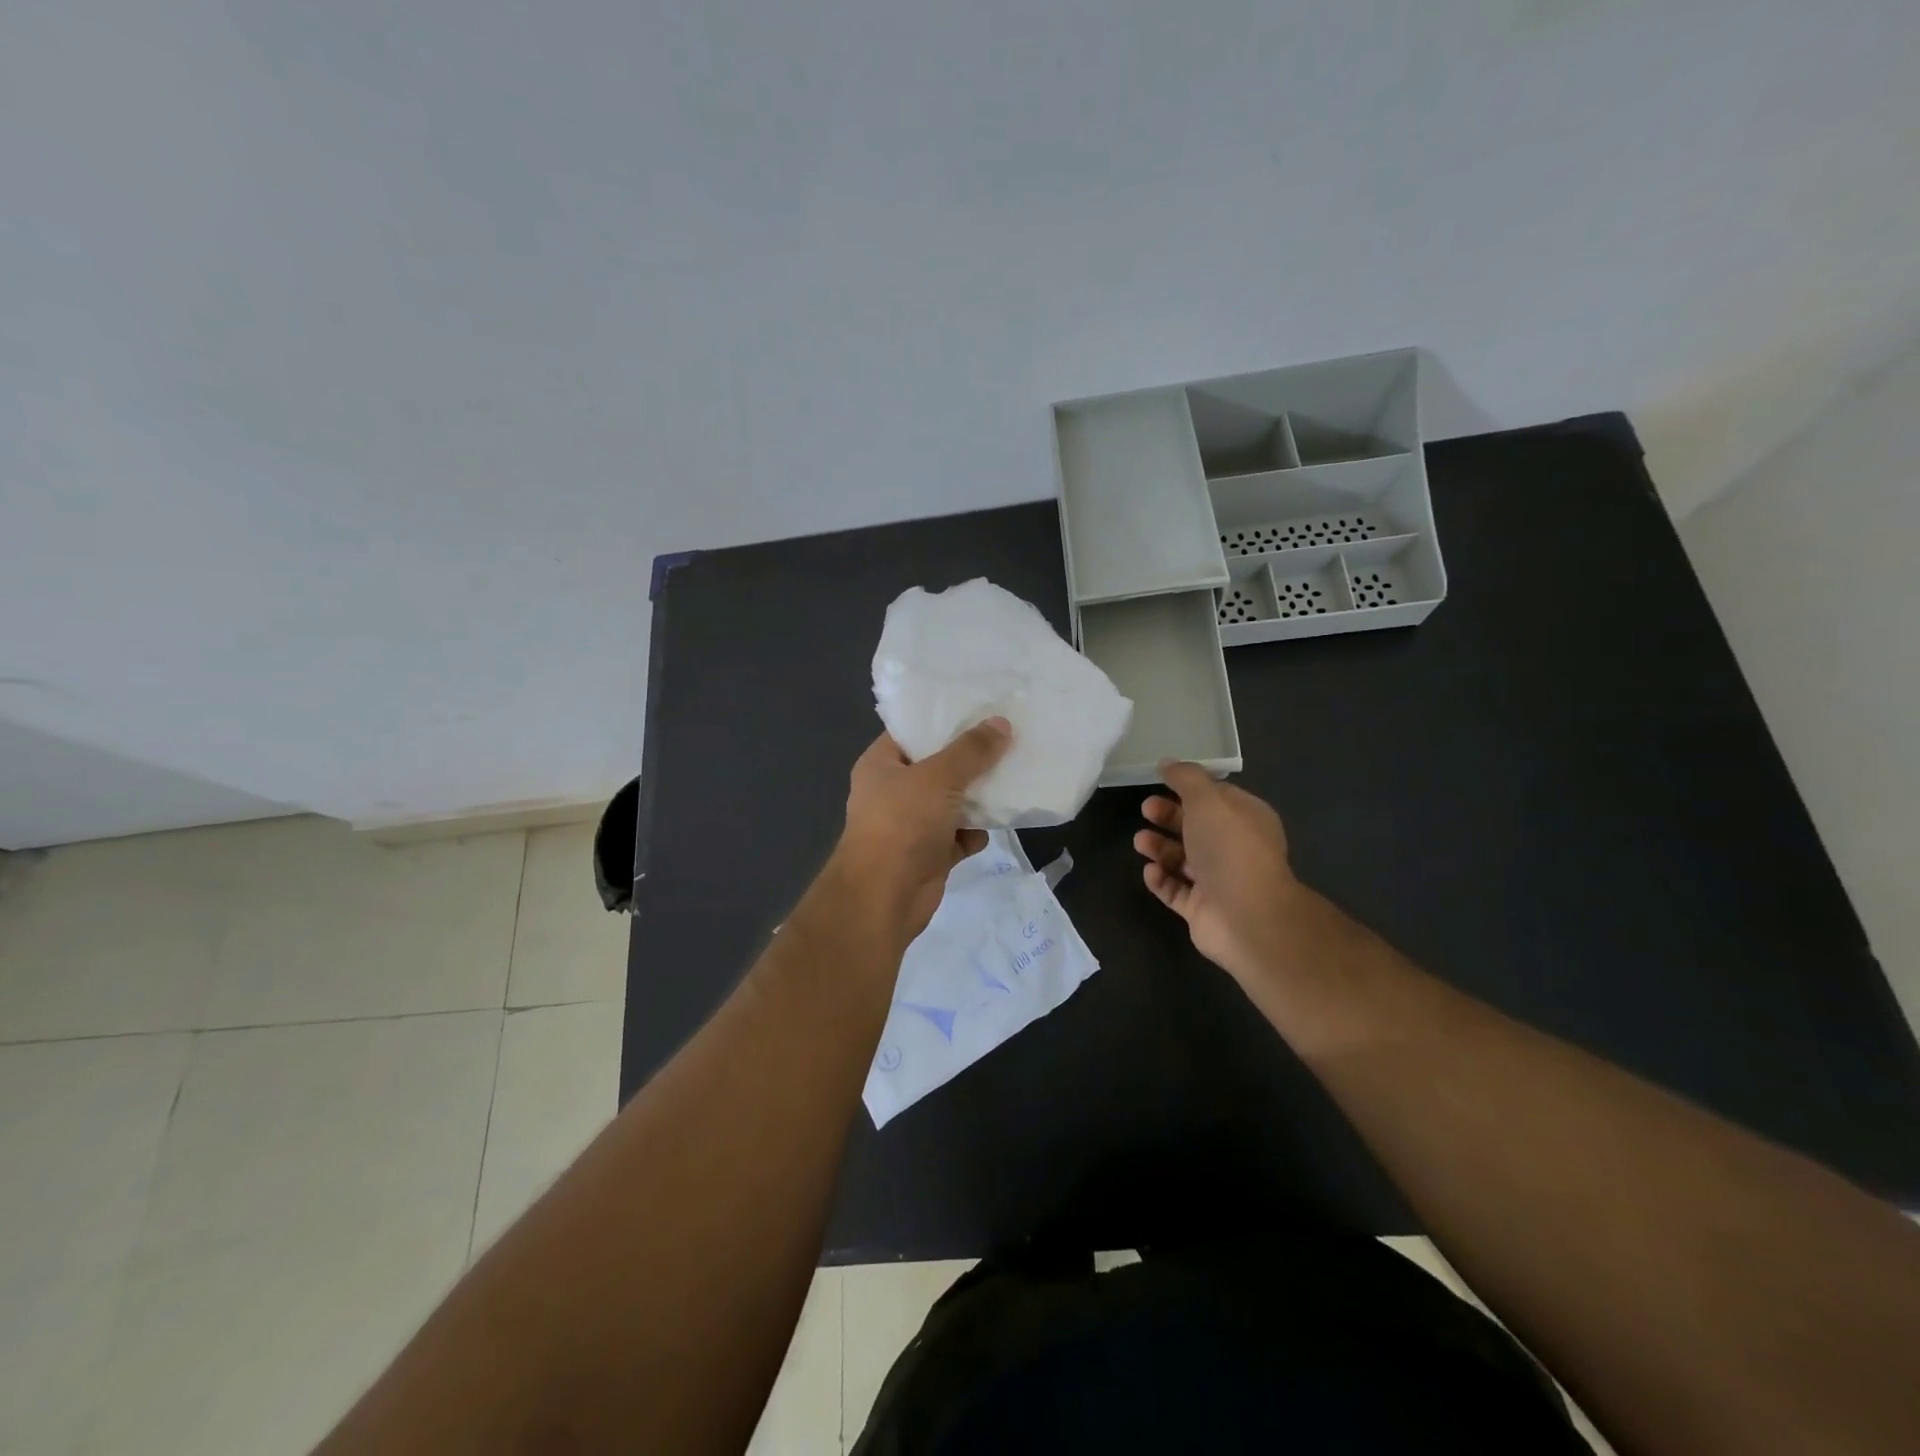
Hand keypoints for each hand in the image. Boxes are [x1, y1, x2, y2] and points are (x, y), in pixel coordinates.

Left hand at [834, 719, 1012, 937]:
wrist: (884, 897)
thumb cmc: (903, 824)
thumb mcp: (939, 777)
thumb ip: (971, 751)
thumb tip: (1001, 723)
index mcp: (882, 765)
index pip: (912, 731)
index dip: (943, 718)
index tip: (979, 708)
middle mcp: (893, 791)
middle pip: (937, 766)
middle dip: (970, 760)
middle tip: (1007, 740)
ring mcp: (911, 825)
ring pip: (951, 802)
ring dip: (977, 798)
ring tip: (1011, 778)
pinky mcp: (928, 854)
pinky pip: (958, 836)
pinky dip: (974, 833)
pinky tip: (995, 826)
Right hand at [1133, 761, 1304, 987]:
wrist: (1247, 917)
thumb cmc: (1230, 849)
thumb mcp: (1208, 800)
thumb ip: (1186, 778)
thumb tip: (1168, 763)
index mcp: (1246, 819)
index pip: (1216, 797)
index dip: (1188, 788)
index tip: (1160, 781)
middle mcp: (1235, 849)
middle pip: (1196, 827)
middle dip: (1168, 817)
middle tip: (1145, 810)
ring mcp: (1219, 882)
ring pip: (1183, 859)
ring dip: (1159, 848)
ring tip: (1140, 842)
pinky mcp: (1202, 910)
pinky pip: (1175, 890)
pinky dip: (1161, 879)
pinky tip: (1150, 871)